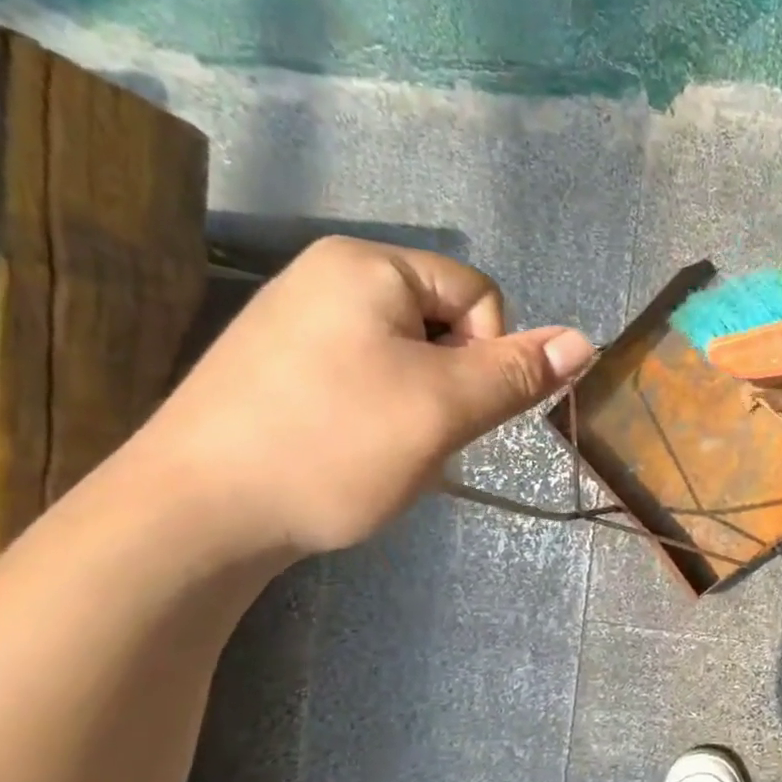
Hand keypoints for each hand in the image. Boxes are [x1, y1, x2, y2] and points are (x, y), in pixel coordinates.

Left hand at [131, 237, 593, 560]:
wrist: (196, 515)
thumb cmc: (335, 446)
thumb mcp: (444, 409)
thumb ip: (518, 373)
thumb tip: (585, 341)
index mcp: (367, 266)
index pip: (479, 296)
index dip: (488, 356)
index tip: (453, 408)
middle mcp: (328, 277)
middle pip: (442, 325)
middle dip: (450, 385)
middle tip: (417, 434)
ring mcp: (295, 322)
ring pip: (406, 359)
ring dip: (418, 407)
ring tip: (380, 450)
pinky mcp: (277, 367)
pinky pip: (362, 377)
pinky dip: (376, 416)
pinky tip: (348, 453)